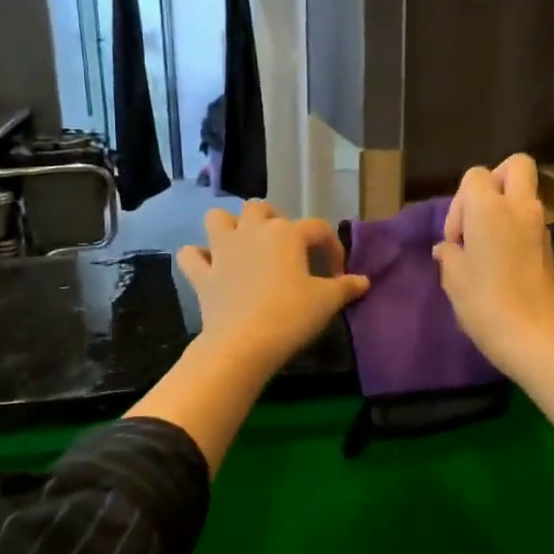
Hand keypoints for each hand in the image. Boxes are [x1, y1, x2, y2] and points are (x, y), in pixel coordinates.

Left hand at [176, 202, 369, 376]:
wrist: (243, 344)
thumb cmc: (291, 315)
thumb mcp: (326, 302)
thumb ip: (345, 287)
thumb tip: (362, 281)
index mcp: (286, 233)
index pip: (318, 229)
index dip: (332, 249)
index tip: (337, 275)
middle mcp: (251, 231)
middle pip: (261, 208)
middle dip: (274, 221)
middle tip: (286, 249)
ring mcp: (221, 250)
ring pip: (218, 218)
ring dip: (230, 227)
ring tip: (244, 246)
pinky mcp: (202, 274)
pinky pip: (191, 255)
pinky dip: (198, 258)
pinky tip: (210, 268)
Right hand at [433, 155, 553, 376]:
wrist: (535, 337)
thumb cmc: (485, 303)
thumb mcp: (454, 279)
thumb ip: (449, 254)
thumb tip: (449, 248)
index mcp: (491, 208)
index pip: (475, 175)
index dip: (460, 202)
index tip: (457, 238)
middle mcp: (520, 208)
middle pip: (516, 165)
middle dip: (495, 182)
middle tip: (477, 217)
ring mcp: (541, 227)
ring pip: (524, 196)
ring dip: (504, 210)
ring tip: (485, 249)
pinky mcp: (550, 248)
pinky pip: (530, 222)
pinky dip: (515, 231)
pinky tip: (500, 265)